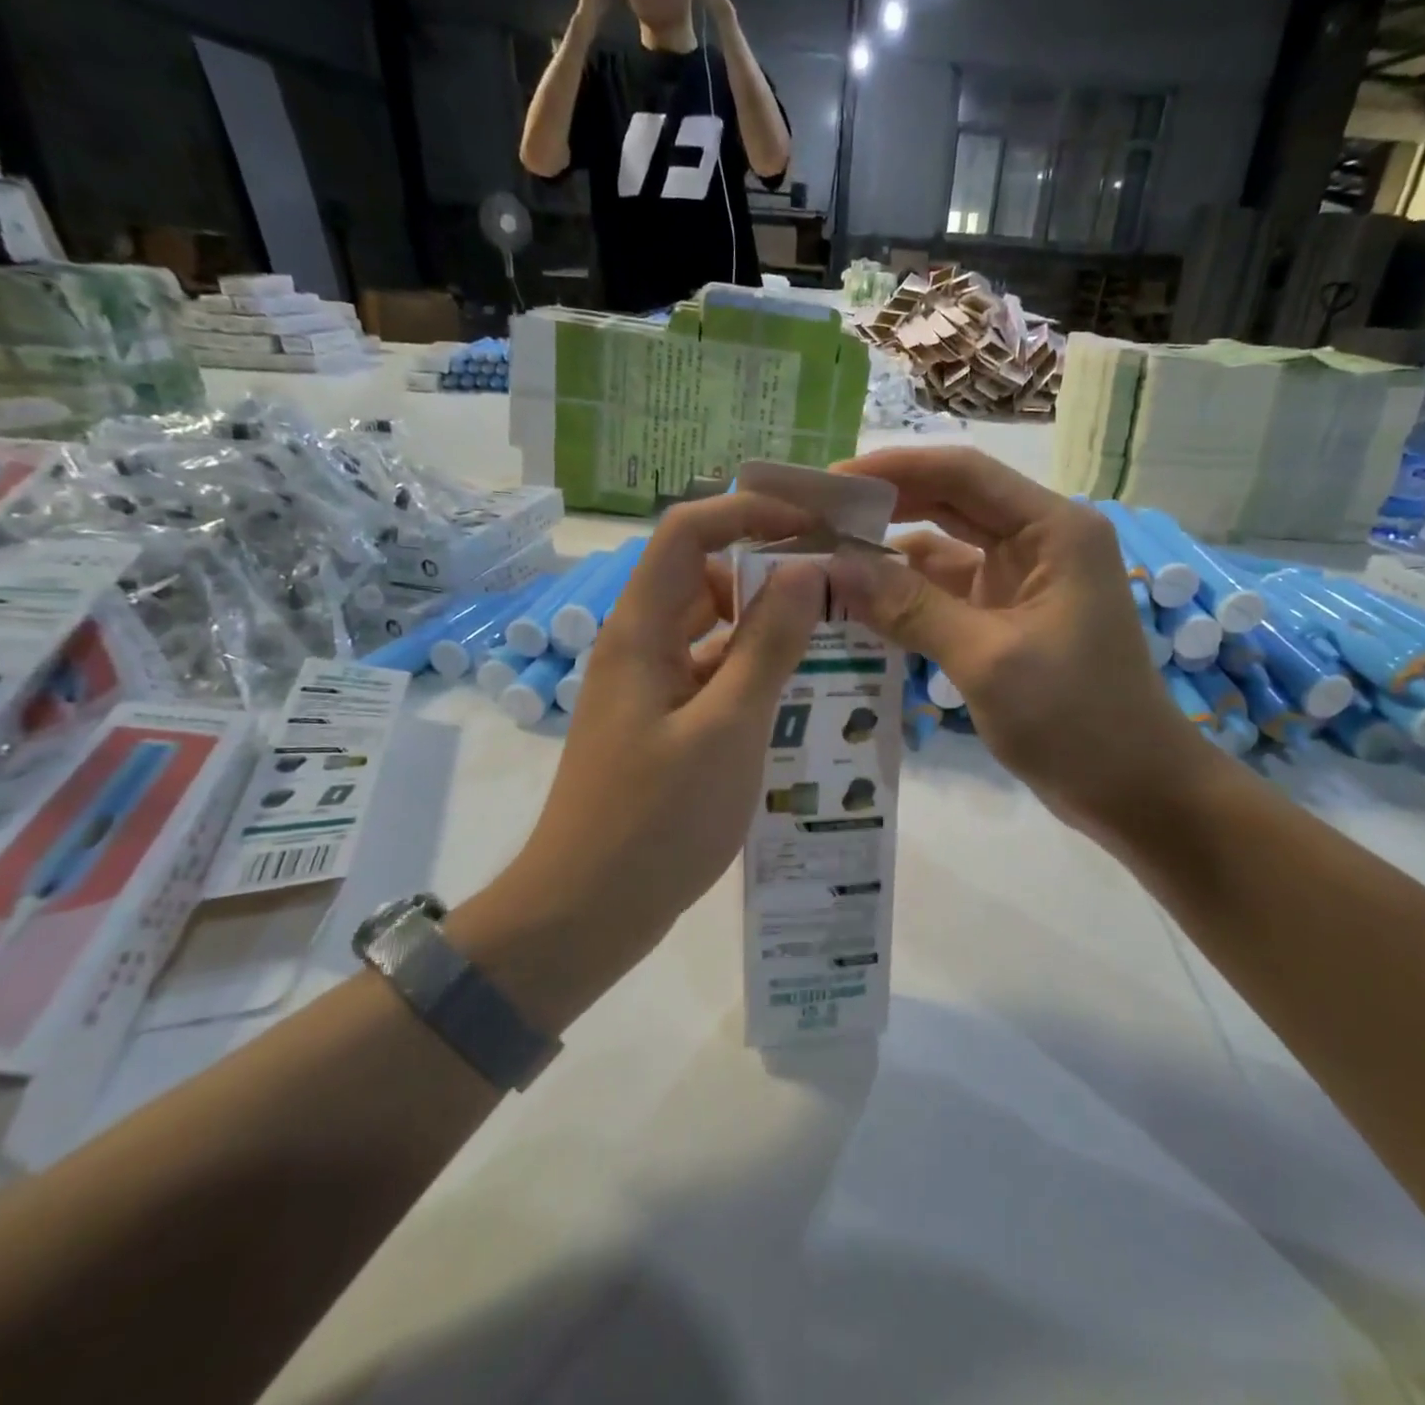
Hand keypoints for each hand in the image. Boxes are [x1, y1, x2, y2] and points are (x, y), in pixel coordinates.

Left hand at [454, 494, 823, 1031]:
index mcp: (641, 630)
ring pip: (712, 633)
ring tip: (833, 641)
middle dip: (768, 572)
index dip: (749, 512)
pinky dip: (752, 677)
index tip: (814, 525)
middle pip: (703, 579)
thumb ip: (767, 645)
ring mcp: (650, 691)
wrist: (586, 912)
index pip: (688, 532)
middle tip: (838, 589)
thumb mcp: (727, 728)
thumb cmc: (656, 820)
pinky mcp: (663, 729)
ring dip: (766, 630)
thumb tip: (804, 570)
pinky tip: (800, 698)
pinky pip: (712, 680)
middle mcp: (640, 648)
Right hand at [826, 447, 1224, 846]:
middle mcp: (1038, 544)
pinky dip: (907, 599)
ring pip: (944, 553)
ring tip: (824, 562)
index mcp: (1052, 530)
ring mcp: (1021, 584)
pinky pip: (947, 596)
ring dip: (890, 558)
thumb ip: (911, 609)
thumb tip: (834, 566)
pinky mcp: (1006, 622)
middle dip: (886, 507)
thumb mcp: (988, 659)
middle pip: (951, 505)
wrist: (1132, 789)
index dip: (893, 469)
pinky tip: (860, 607)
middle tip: (816, 518)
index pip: (963, 475)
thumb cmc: (1076, 720)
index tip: (828, 481)